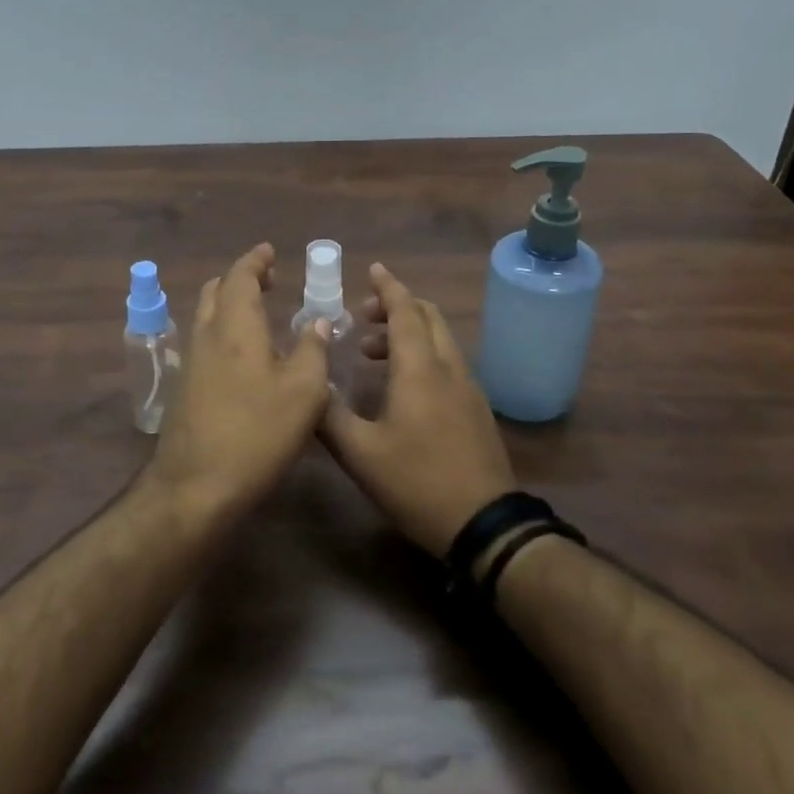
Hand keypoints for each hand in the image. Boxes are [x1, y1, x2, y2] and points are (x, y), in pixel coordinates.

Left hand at [143, 244, 332, 521]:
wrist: (196, 486)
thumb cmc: (256, 434)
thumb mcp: (303, 393)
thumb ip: (313, 351)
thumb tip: (318, 323)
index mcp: (235, 327)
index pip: (240, 277)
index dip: (255, 261)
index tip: (269, 252)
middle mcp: (207, 335)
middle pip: (216, 291)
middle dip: (240, 279)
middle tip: (268, 280)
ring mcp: (191, 363)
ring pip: (206, 316)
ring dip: (229, 303)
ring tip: (259, 311)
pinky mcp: (185, 388)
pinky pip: (205, 341)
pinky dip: (224, 330)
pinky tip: (244, 354)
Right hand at [317, 263, 516, 556]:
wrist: (484, 524)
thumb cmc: (417, 483)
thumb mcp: (360, 453)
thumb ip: (329, 415)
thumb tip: (308, 386)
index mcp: (419, 369)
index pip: (405, 311)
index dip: (388, 287)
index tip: (372, 269)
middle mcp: (448, 368)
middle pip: (427, 317)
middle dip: (395, 307)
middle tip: (361, 319)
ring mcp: (468, 388)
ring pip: (439, 339)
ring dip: (407, 332)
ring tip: (372, 354)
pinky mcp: (476, 408)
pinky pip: (447, 361)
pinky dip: (422, 354)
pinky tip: (401, 386)